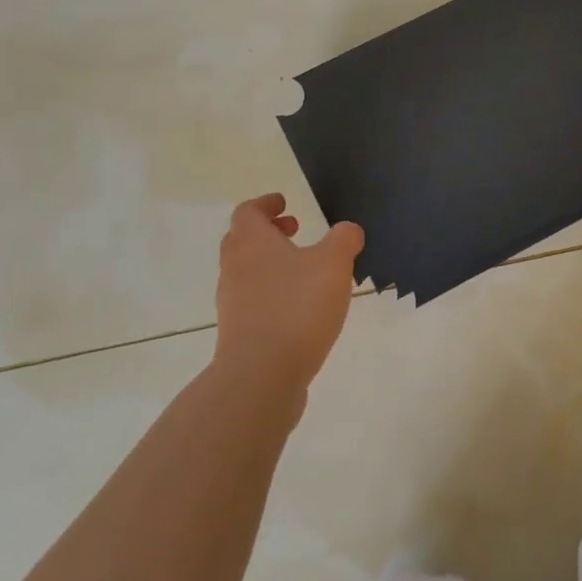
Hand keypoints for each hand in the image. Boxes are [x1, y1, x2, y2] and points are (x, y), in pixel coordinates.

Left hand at [212, 194, 363, 415]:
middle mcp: (235, 269)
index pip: (247, 212)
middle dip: (267, 233)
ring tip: (306, 271)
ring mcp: (233, 304)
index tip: (286, 203)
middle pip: (241, 241)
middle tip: (294, 232)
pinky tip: (301, 307)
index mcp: (252, 244)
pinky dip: (273, 294)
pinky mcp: (239, 334)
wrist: (261, 376)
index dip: (265, 204)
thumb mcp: (334, 263)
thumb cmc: (297, 307)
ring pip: (246, 273)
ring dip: (271, 265)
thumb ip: (344, 240)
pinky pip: (253, 302)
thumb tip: (348, 230)